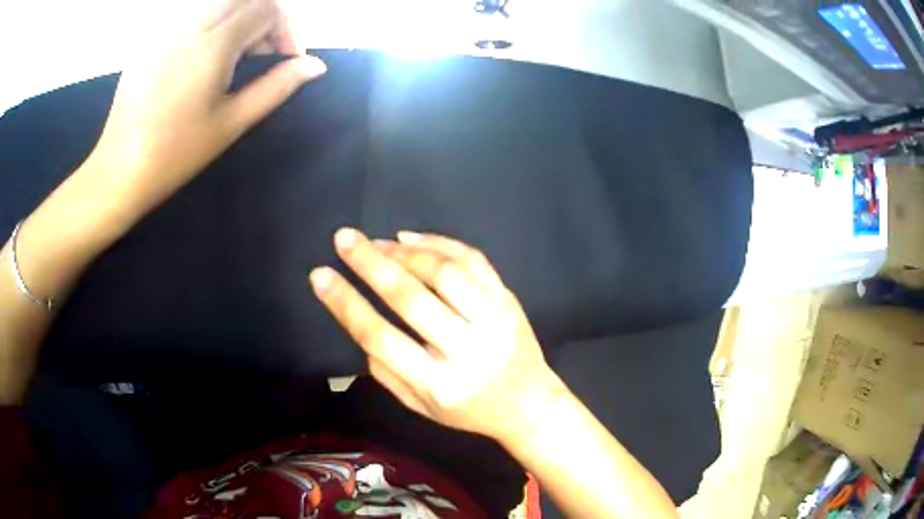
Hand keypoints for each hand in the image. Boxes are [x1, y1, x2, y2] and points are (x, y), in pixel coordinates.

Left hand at [89, 0, 325, 220]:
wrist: (119, 170)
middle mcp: (191, 24)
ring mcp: (168, 28)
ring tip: (233, 57)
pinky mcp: (152, 38)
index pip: (267, 8)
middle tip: (262, 55)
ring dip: (239, 20)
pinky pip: (193, 15)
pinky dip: (212, 26)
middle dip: (265, 20)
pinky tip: (203, 58)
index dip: (286, 30)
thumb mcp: (232, 122)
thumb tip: (315, 66)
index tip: (288, 60)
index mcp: (213, 43)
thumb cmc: (176, 153)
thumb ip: (277, 87)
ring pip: (219, 4)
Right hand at [309, 229, 560, 441]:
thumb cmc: (469, 411)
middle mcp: (468, 350)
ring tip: (377, 243)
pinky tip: (411, 238)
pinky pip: (474, 260)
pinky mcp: (509, 301)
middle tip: (343, 238)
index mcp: (439, 385)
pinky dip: (440, 242)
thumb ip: (386, 370)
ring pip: (444, 272)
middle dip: (370, 263)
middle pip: (411, 298)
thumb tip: (360, 320)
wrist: (529, 404)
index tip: (320, 276)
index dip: (346, 304)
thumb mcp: (420, 406)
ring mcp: (494, 321)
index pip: (382, 338)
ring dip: (404, 251)